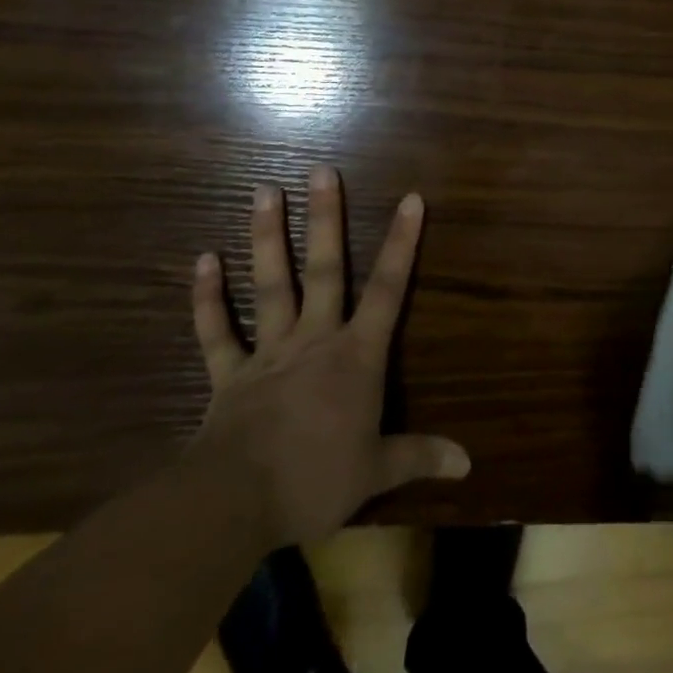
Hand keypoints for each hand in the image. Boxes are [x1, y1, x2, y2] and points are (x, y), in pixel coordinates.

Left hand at [189, 167, 469, 545]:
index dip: (402, 243)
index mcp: (356, 357)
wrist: (236, 502)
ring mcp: (268, 352)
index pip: (387, 290)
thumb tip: (468, 464)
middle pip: (323, 269)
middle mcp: (314, 340)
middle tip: (321, 170)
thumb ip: (420, 457)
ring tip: (264, 190)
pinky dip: (208, 297)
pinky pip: (216, 331)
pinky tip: (203, 259)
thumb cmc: (316, 480)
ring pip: (270, 284)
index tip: (411, 198)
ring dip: (267, 237)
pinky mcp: (229, 374)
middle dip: (325, 219)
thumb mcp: (377, 471)